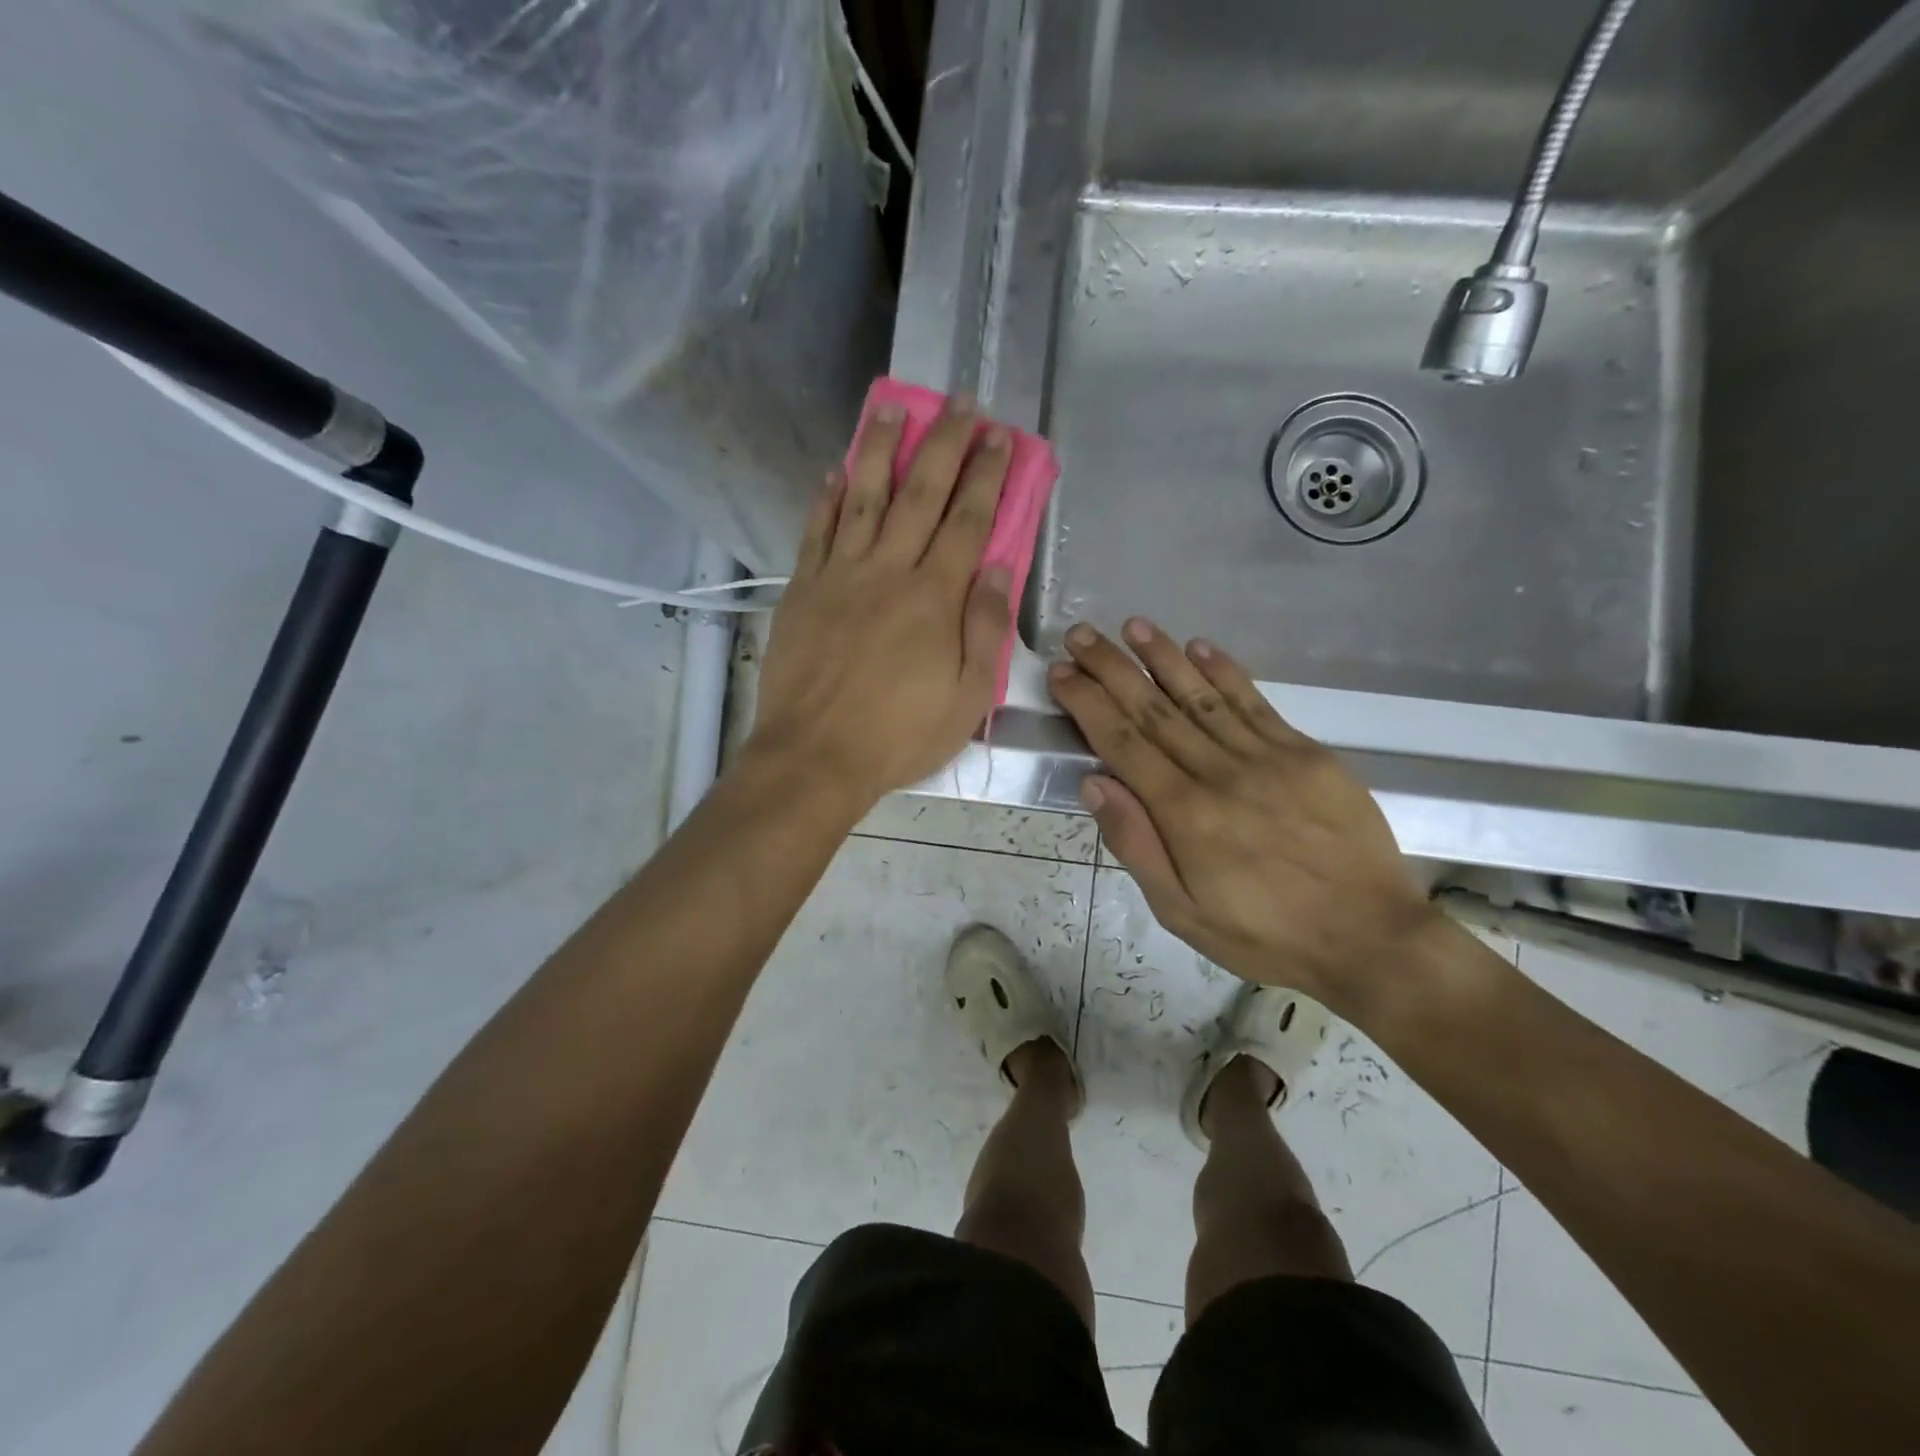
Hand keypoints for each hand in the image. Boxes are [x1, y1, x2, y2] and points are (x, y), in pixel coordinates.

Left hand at [745, 395, 1013, 811]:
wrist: (815, 756)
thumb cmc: (899, 735)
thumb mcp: (966, 697)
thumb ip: (984, 629)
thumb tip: (994, 566)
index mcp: (934, 598)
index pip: (967, 521)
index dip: (986, 476)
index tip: (999, 437)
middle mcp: (888, 571)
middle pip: (920, 494)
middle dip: (944, 444)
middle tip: (959, 402)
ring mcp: (840, 576)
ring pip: (863, 498)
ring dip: (880, 450)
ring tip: (892, 408)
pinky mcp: (803, 591)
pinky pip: (817, 532)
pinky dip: (826, 499)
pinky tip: (835, 471)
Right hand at [1047, 619, 1440, 1013]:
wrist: (1370, 938)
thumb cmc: (1264, 934)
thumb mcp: (1182, 912)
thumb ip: (1136, 844)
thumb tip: (1094, 782)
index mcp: (1185, 813)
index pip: (1123, 742)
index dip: (1089, 703)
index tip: (1062, 674)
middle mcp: (1220, 772)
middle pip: (1155, 709)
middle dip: (1112, 668)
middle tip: (1081, 635)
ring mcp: (1268, 757)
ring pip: (1202, 695)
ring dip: (1163, 657)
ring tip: (1132, 626)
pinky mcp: (1306, 754)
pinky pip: (1256, 703)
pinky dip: (1225, 672)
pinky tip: (1200, 646)